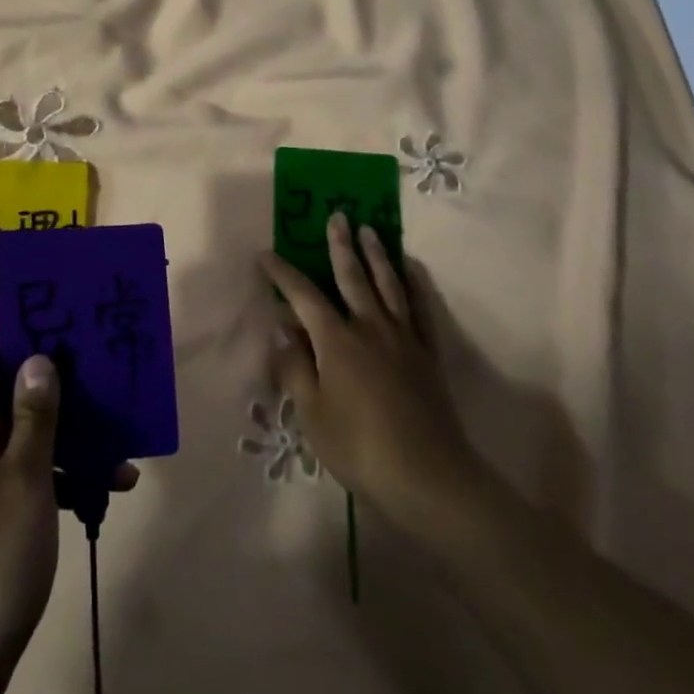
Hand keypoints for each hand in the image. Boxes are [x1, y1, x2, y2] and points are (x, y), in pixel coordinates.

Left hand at [0, 344, 136, 693]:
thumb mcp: (25, 477)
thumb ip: (34, 415)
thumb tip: (38, 358)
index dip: (28, 342)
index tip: (72, 342)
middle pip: (14, 392)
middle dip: (62, 390)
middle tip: (110, 388)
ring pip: (27, 433)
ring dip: (72, 437)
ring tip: (122, 448)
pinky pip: (30, 471)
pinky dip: (63, 473)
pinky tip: (108, 488)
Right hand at [261, 213, 479, 532]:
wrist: (429, 478)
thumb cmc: (359, 447)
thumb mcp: (312, 414)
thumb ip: (295, 369)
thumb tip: (283, 332)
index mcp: (336, 340)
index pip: (303, 296)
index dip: (282, 274)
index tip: (265, 255)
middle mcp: (370, 327)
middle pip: (352, 277)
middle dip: (340, 246)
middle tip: (337, 216)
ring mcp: (403, 338)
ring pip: (388, 285)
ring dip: (377, 255)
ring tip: (370, 230)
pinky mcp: (428, 354)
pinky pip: (421, 310)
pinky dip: (416, 286)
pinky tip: (412, 271)